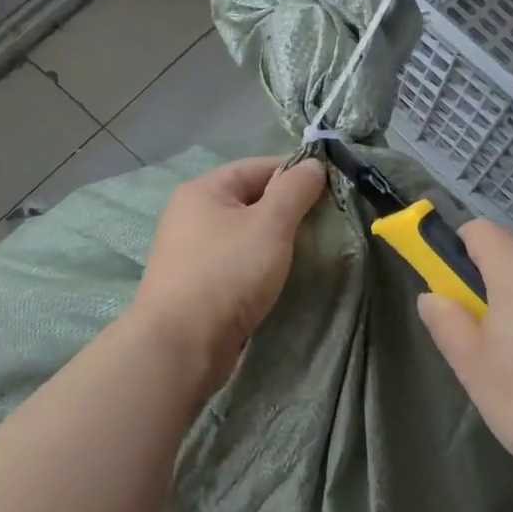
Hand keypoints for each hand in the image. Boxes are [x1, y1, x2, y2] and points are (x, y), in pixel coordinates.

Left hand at [128, 155, 326, 397]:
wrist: (181, 347)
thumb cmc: (227, 273)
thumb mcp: (270, 224)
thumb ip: (295, 189)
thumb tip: (314, 164)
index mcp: (204, 190)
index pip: (259, 166)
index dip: (296, 173)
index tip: (331, 189)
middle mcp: (191, 215)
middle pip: (251, 199)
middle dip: (289, 209)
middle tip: (326, 222)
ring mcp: (191, 252)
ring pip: (245, 233)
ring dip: (276, 239)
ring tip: (311, 249)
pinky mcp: (196, 285)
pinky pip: (237, 262)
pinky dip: (260, 264)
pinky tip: (282, 276)